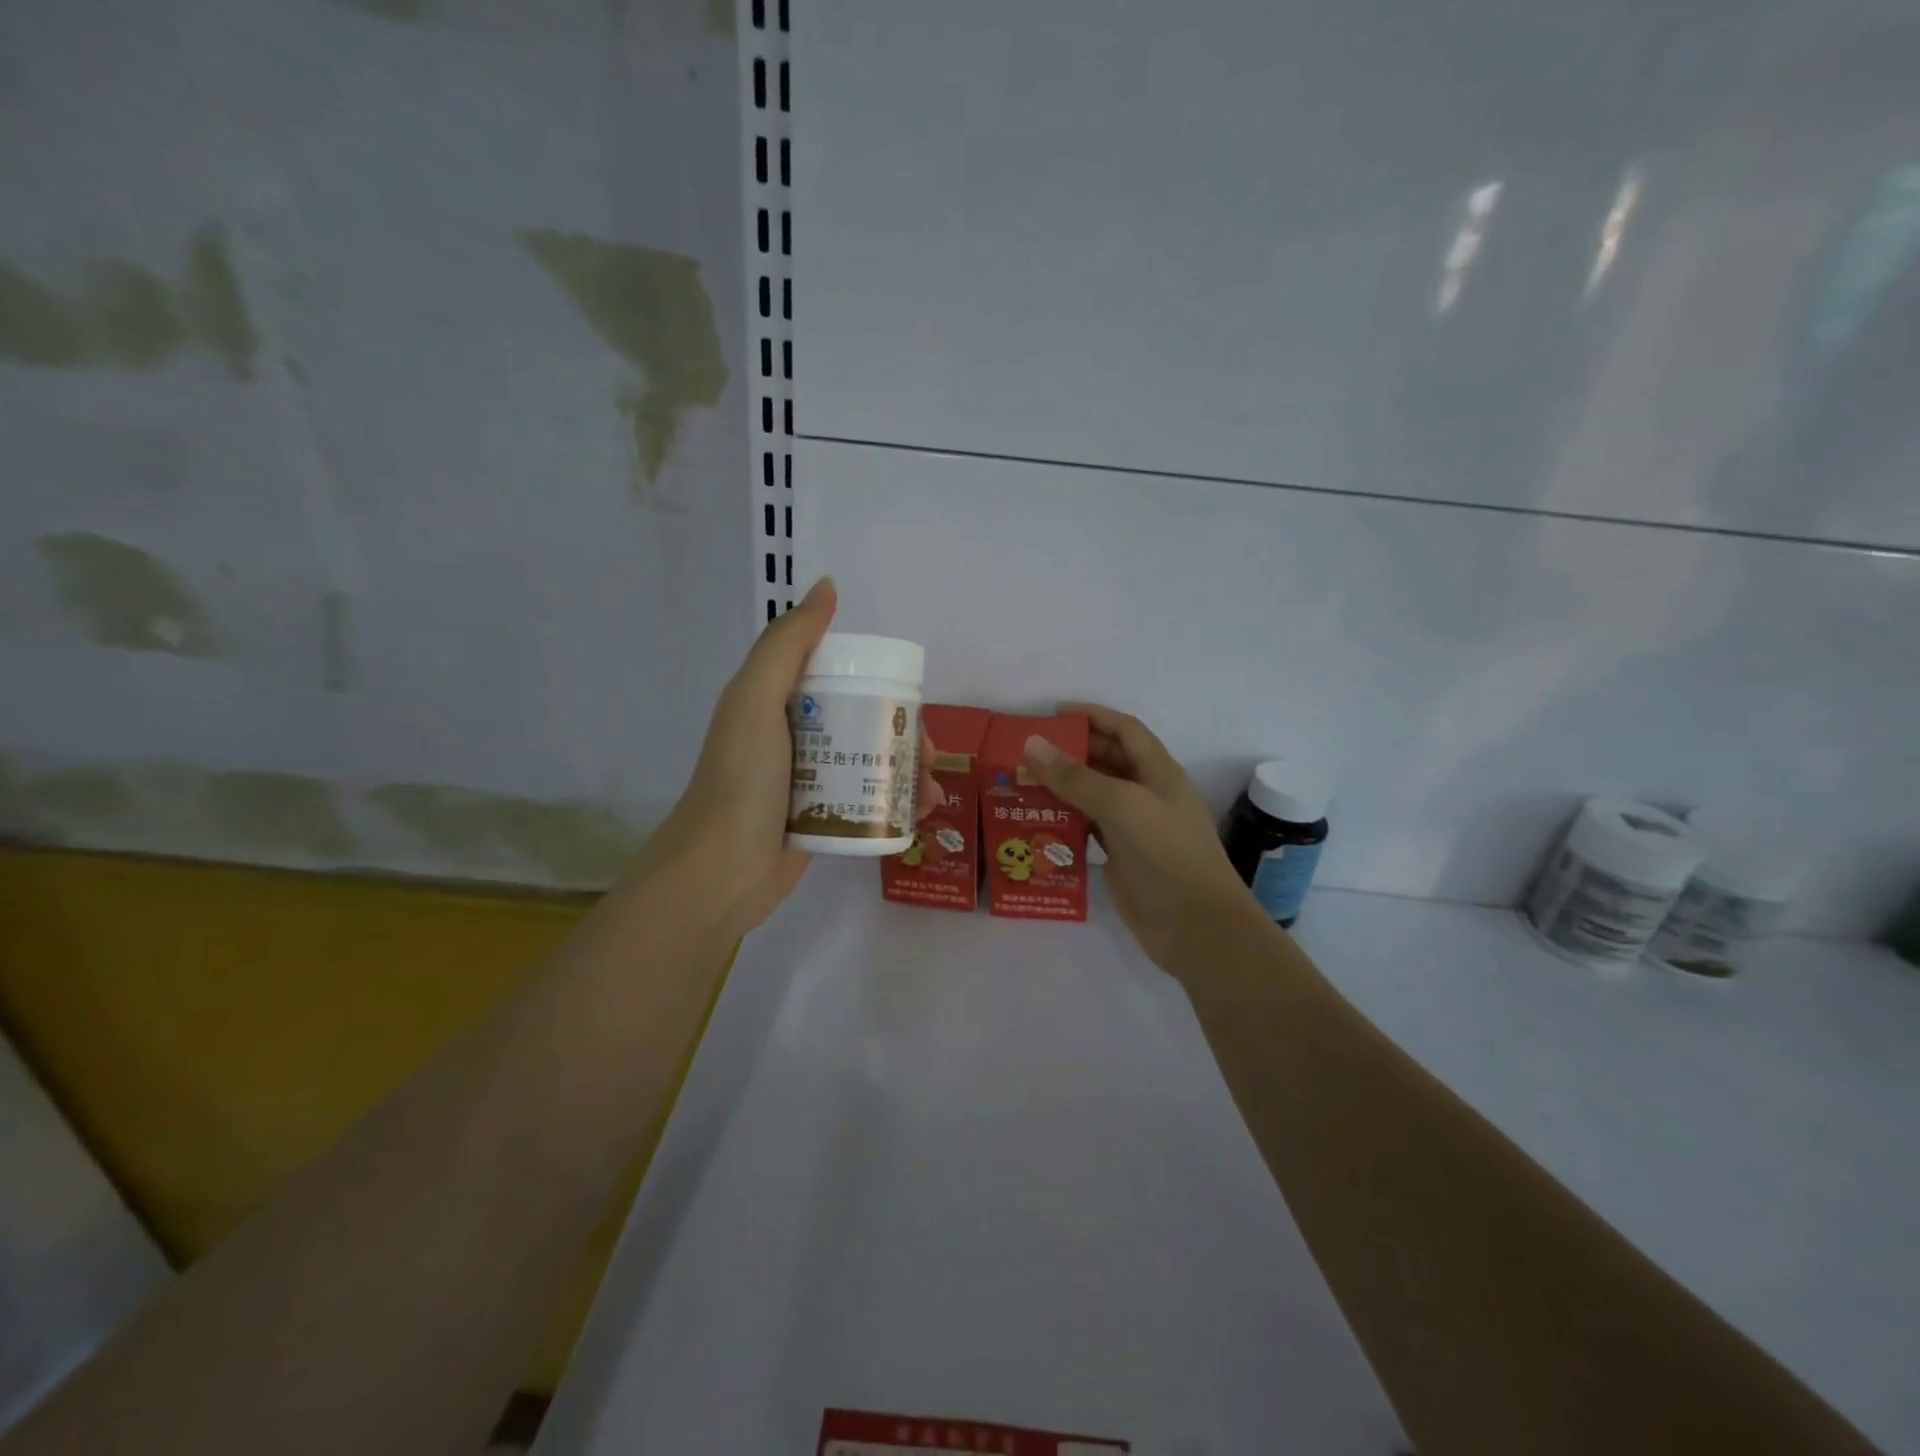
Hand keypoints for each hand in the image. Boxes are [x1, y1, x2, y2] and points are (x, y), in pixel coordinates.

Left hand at [646, 577, 940, 938]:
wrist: (720, 872)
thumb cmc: (741, 780)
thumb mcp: (756, 700)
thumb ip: (788, 644)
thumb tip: (827, 587)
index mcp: (778, 703)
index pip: (838, 679)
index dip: (878, 683)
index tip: (911, 698)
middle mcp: (795, 738)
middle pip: (862, 723)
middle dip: (903, 733)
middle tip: (930, 752)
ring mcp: (808, 782)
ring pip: (869, 764)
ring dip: (907, 770)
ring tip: (931, 788)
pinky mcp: (820, 820)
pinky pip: (865, 802)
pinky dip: (897, 803)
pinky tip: (923, 811)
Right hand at [1022, 703, 1258, 972]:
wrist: (1195, 926)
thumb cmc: (1166, 854)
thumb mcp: (1121, 805)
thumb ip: (1076, 776)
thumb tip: (1032, 744)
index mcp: (1158, 772)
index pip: (1124, 730)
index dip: (1092, 716)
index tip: (1051, 714)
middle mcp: (1147, 794)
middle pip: (1106, 760)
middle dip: (1070, 752)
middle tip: (1025, 751)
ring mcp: (1134, 828)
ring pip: (1094, 796)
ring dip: (1062, 787)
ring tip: (1021, 783)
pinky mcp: (1120, 857)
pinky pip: (1087, 828)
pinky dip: (1064, 820)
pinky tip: (1036, 820)